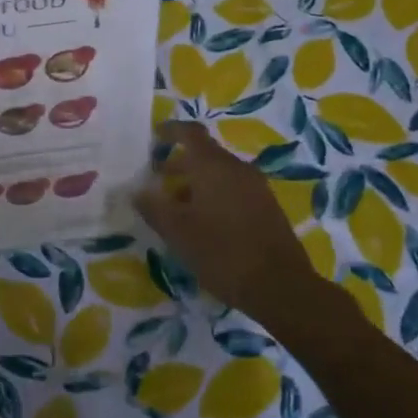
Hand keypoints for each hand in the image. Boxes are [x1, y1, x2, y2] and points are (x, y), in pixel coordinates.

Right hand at [134, 122, 329, 325]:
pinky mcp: (267, 207)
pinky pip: (234, 189)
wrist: (280, 286)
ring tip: (176, 206)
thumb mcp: (177, 232)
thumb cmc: (222, 253)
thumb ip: (153, 207)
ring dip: (195, 183)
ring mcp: (256, 187)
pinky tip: (203, 223)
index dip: (171, 130)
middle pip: (205, 154)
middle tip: (157, 179)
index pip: (190, 133)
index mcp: (213, 166)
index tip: (154, 136)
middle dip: (179, 163)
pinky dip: (214, 195)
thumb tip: (137, 191)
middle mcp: (237, 168)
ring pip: (219, 174)